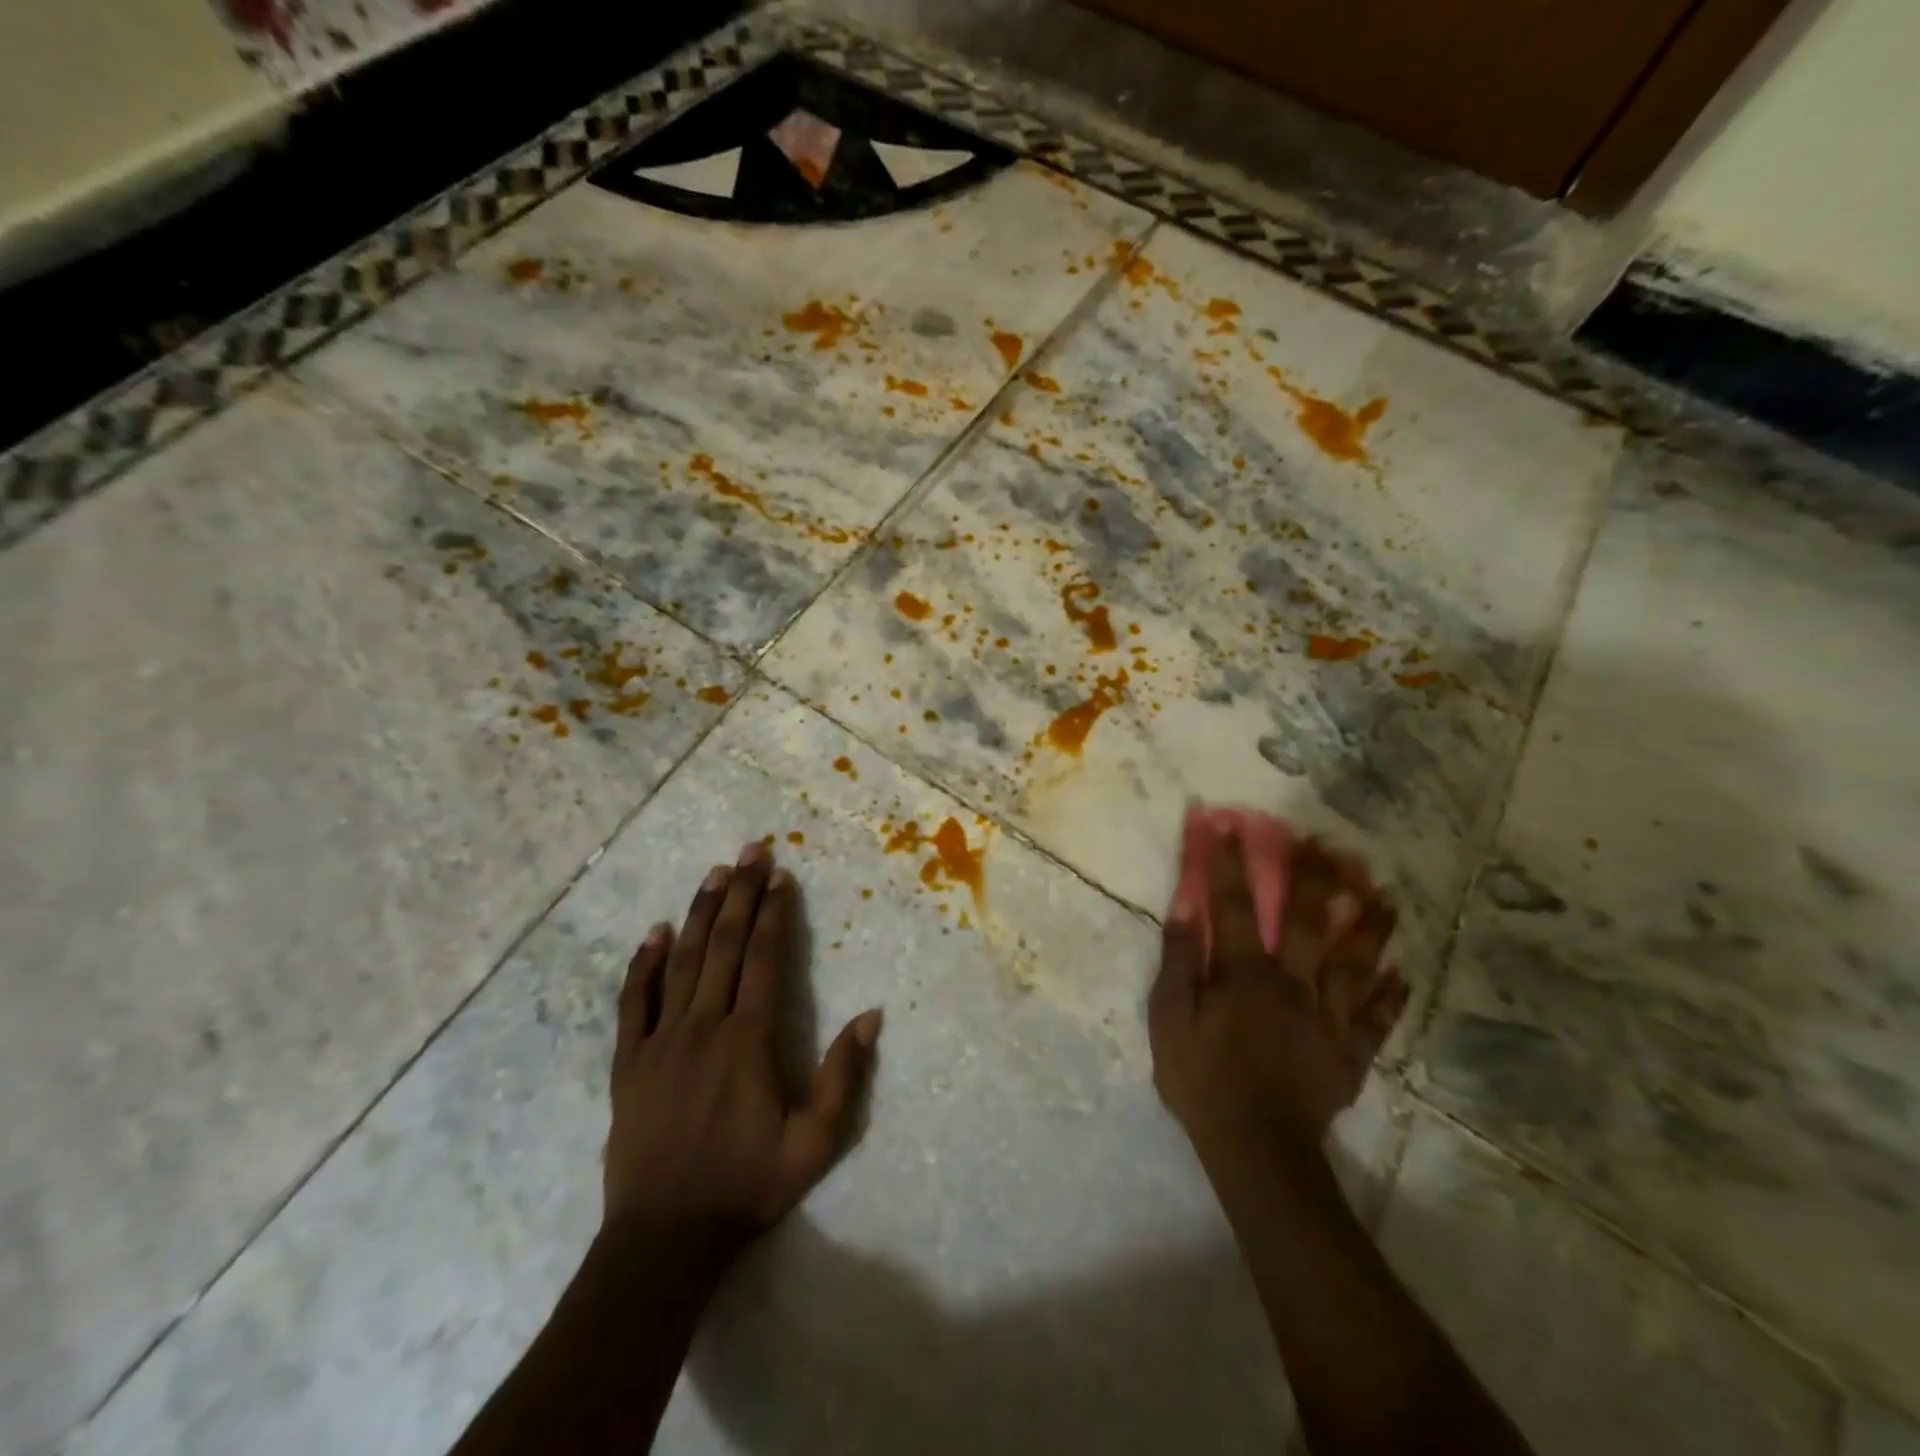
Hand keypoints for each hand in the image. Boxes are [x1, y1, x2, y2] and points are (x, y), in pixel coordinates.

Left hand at [605, 842, 882, 1260]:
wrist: (663, 1239)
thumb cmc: (746, 1187)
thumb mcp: (814, 1144)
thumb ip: (843, 1077)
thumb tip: (871, 1016)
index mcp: (749, 1040)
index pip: (765, 958)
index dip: (774, 913)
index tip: (781, 875)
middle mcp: (705, 1026)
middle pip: (726, 945)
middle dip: (741, 893)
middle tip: (751, 850)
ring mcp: (662, 1040)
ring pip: (683, 961)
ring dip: (701, 913)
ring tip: (714, 873)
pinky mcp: (629, 1062)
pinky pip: (634, 1001)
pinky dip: (644, 963)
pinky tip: (655, 932)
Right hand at [1149, 813, 1407, 1165]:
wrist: (1256, 1149)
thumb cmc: (1202, 1079)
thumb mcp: (1170, 1018)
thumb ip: (1180, 960)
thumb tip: (1186, 906)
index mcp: (1245, 973)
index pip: (1236, 905)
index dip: (1231, 863)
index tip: (1231, 824)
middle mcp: (1292, 983)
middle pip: (1307, 921)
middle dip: (1315, 877)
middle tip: (1328, 843)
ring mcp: (1327, 1018)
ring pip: (1355, 963)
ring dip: (1370, 926)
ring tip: (1386, 894)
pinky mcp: (1348, 1053)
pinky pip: (1375, 1019)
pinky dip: (1391, 996)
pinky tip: (1406, 974)